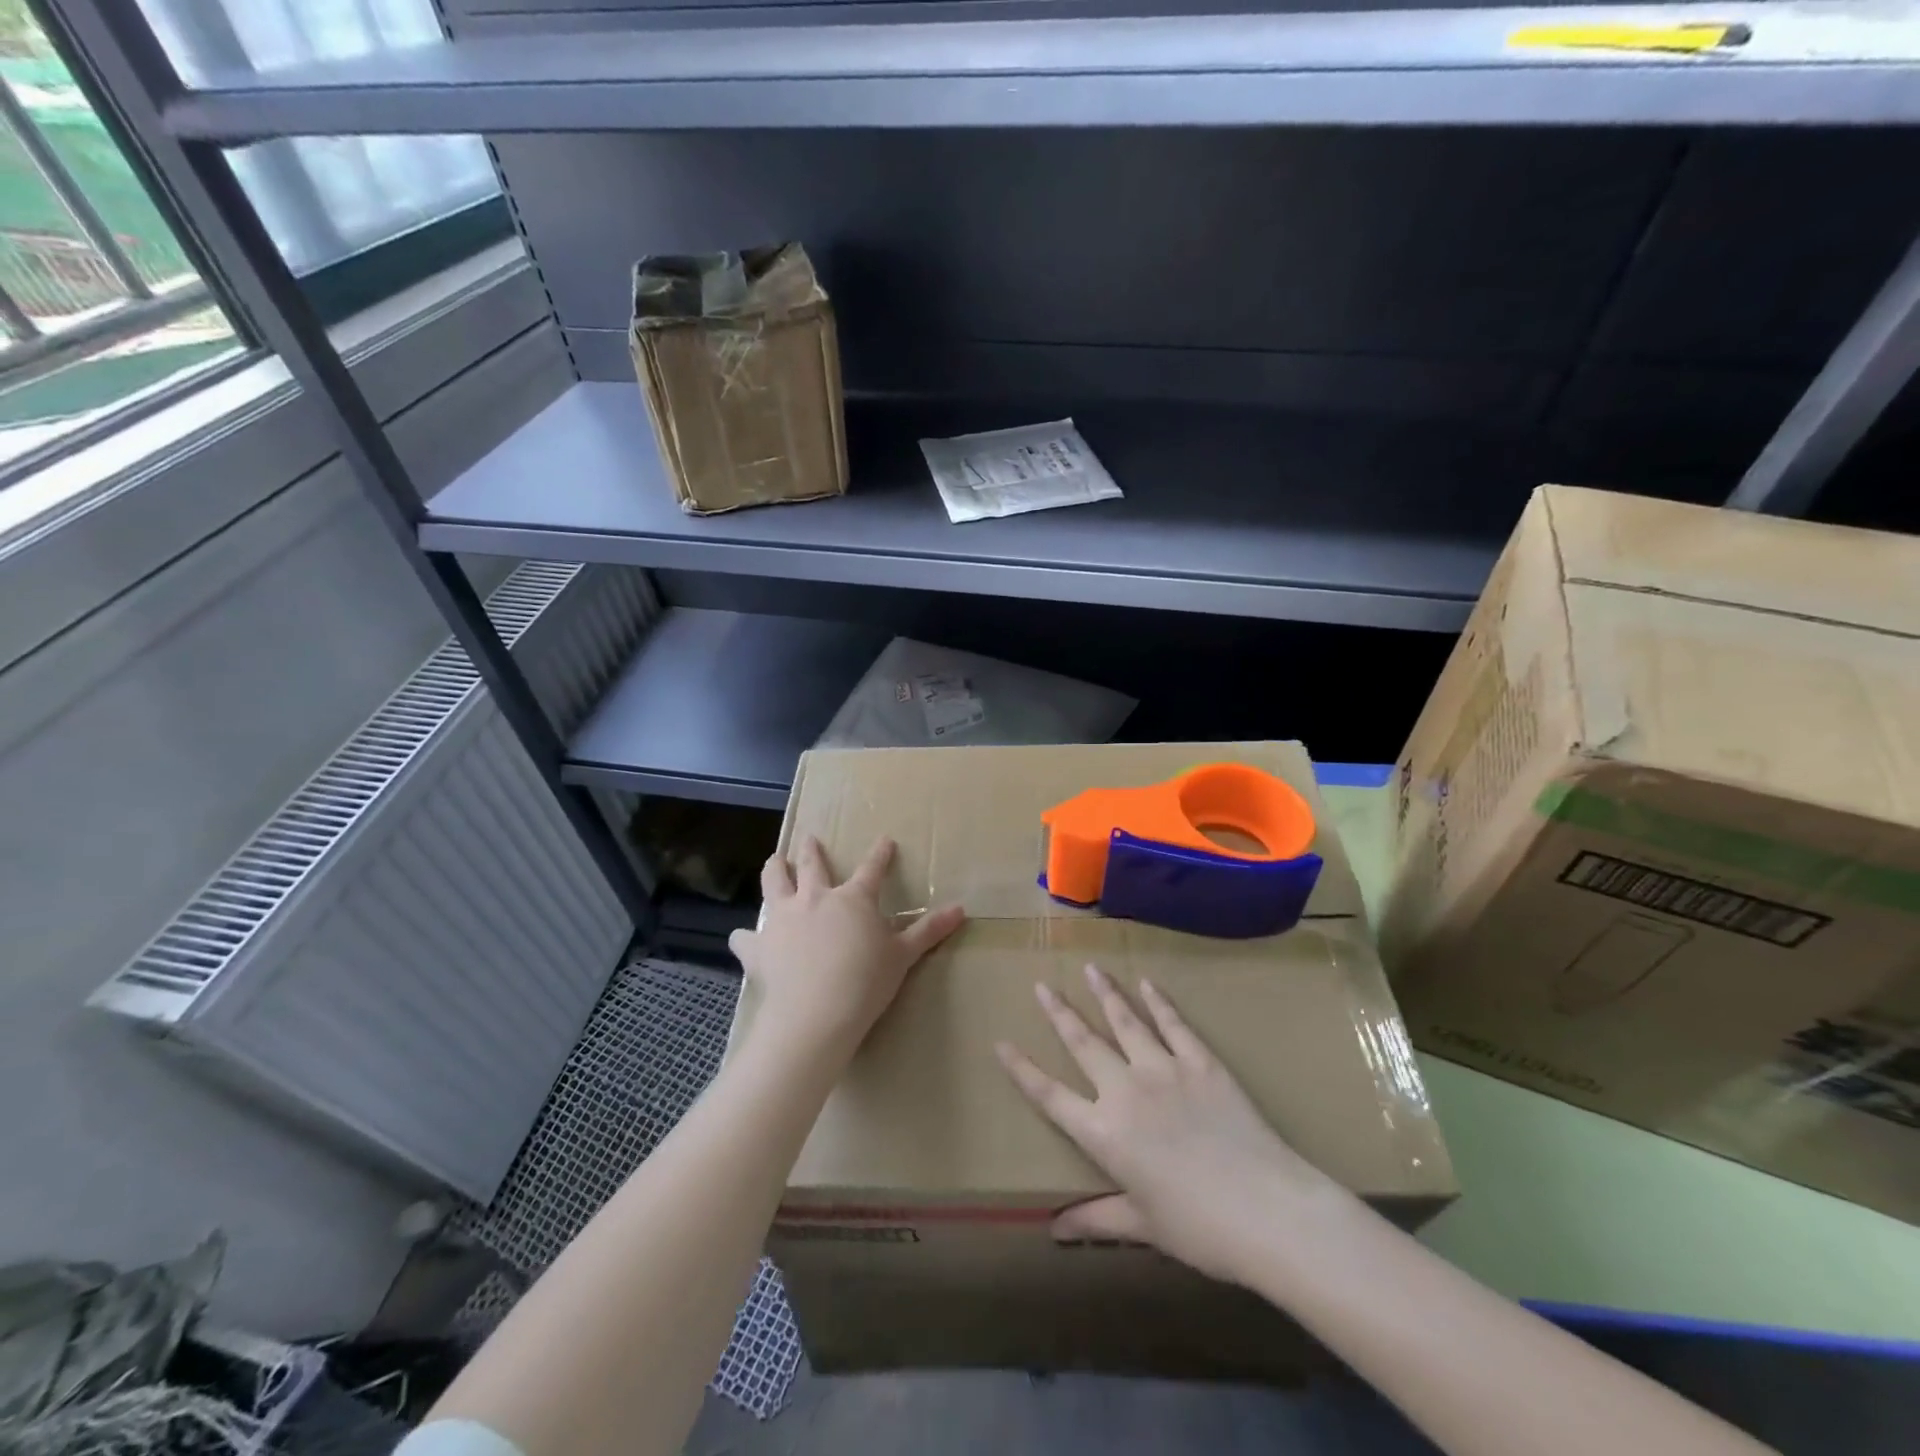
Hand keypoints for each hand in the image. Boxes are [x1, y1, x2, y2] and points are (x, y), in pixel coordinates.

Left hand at [730, 836, 964, 1062]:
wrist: (816, 1013)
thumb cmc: (866, 982)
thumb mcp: (903, 956)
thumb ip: (929, 931)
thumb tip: (961, 909)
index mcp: (853, 899)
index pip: (872, 869)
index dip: (880, 854)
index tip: (884, 840)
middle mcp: (815, 898)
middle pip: (812, 865)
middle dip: (812, 850)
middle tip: (810, 839)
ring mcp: (783, 918)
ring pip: (775, 883)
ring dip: (775, 869)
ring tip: (774, 861)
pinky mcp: (759, 945)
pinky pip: (747, 937)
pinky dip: (746, 936)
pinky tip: (743, 937)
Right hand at [996, 964, 1340, 1286]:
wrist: (1267, 1210)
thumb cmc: (1200, 1228)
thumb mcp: (1142, 1225)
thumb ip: (1096, 1219)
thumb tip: (1054, 1229)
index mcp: (1103, 1133)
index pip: (1049, 1095)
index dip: (1021, 1069)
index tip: (1000, 1043)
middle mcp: (1124, 1091)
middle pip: (1082, 1042)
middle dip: (1059, 1012)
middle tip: (1043, 985)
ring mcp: (1163, 1069)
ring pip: (1125, 1021)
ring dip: (1105, 993)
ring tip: (1090, 968)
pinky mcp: (1200, 1062)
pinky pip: (1174, 1024)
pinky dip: (1159, 1002)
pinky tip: (1148, 983)